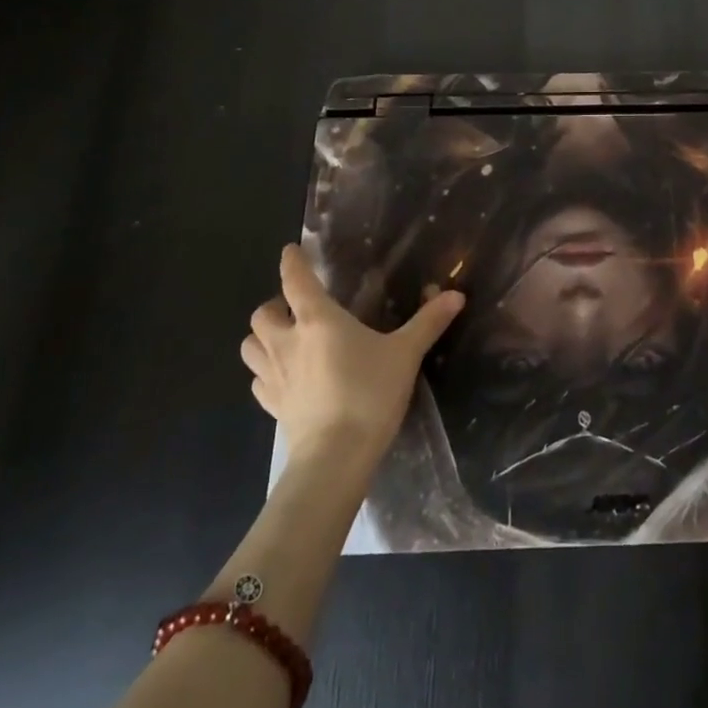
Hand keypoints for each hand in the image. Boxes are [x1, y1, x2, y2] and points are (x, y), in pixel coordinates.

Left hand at [240, 245, 464, 465]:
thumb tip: (457, 295)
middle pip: (263, 314)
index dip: (292, 262)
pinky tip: (285, 377)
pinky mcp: (273, 406)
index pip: (296, 280)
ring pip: (250, 347)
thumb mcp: (406, 354)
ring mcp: (275, 377)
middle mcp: (288, 342)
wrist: (336, 457)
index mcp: (318, 320)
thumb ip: (428, 322)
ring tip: (284, 339)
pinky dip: (266, 372)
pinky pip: (259, 381)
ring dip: (262, 338)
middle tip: (296, 307)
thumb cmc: (369, 394)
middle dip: (275, 306)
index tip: (291, 251)